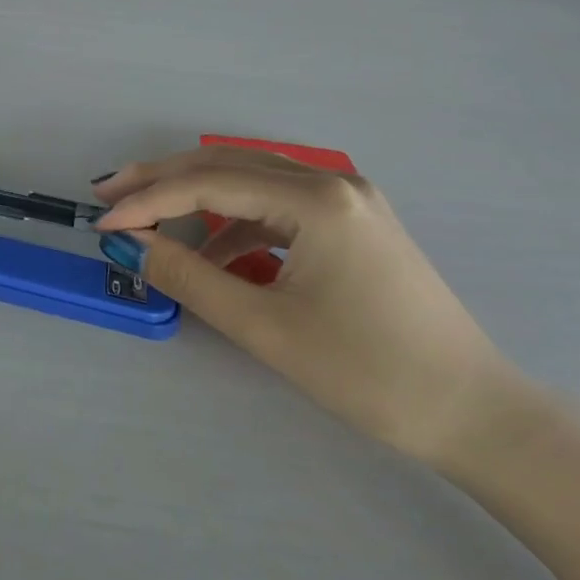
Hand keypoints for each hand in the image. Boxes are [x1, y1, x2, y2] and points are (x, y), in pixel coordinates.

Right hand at [94, 147, 521, 467]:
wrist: (477, 414)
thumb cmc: (369, 373)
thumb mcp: (264, 327)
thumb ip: (188, 277)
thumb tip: (129, 245)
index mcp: (316, 200)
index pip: (208, 184)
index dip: (147, 201)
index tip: (102, 223)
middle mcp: (332, 182)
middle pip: (226, 164)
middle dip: (161, 180)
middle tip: (107, 193)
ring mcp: (347, 199)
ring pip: (249, 179)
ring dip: (194, 195)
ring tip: (146, 217)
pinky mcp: (352, 222)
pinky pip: (275, 205)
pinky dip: (233, 221)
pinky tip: (211, 251)